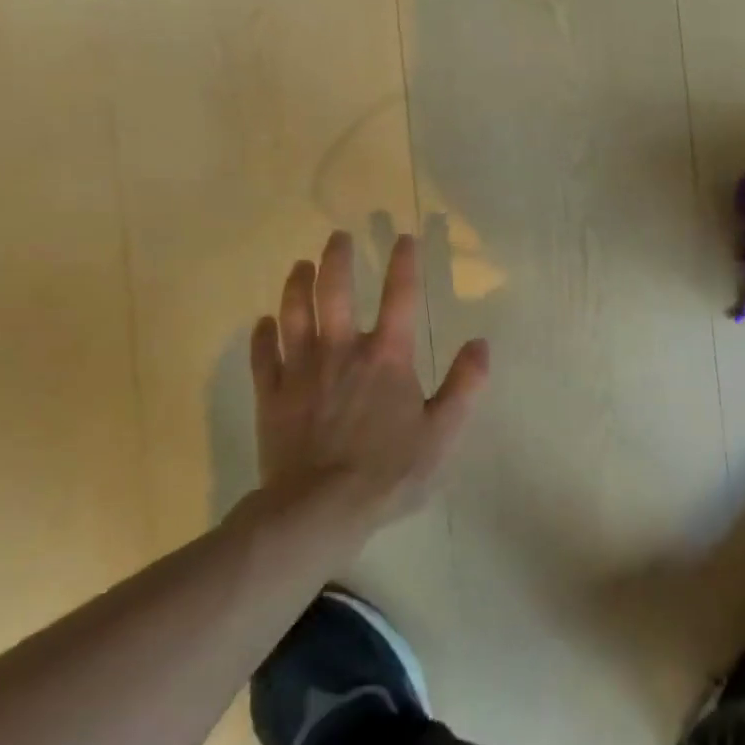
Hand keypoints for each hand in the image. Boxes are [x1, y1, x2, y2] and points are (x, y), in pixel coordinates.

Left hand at [245, 230, 487, 534]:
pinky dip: (263, 335)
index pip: (400, 297)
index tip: (404, 238)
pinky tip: (263, 323)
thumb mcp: (442, 432)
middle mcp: (342, 350)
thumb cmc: (388, 471)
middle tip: (337, 236)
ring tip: (300, 266)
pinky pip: (264, 355)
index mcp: (387, 357)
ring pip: (294, 314)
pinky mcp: (272, 394)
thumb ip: (465, 386)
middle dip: (338, 259)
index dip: (404, 263)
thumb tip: (481, 345)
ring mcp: (302, 370)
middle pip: (335, 291)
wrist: (319, 507)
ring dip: (297, 285)